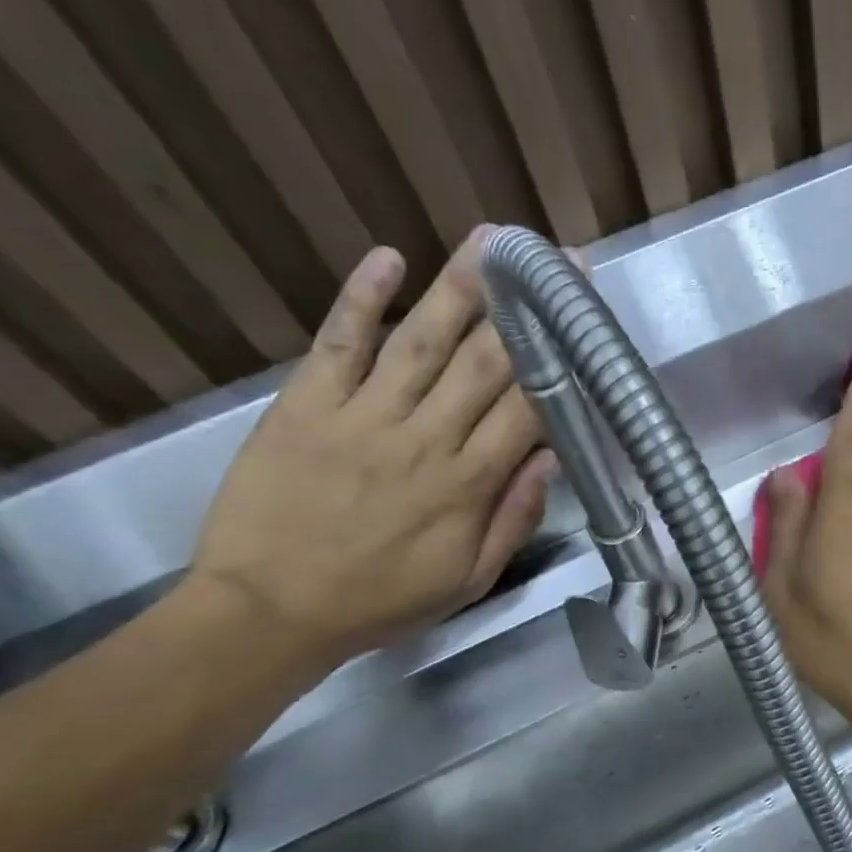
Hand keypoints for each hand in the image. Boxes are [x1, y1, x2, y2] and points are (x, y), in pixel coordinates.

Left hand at [188, 229, 552, 669]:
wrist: (270, 611)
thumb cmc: (380, 601)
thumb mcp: (468, 580)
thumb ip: (513, 520)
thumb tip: (550, 459)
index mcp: (467, 485)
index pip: (526, 409)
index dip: (558, 360)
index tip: (581, 320)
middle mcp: (424, 439)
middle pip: (483, 362)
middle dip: (525, 308)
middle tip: (553, 260)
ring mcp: (362, 416)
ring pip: (421, 340)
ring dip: (459, 287)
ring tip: (491, 240)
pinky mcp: (306, 405)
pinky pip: (339, 343)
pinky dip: (361, 299)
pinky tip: (388, 258)